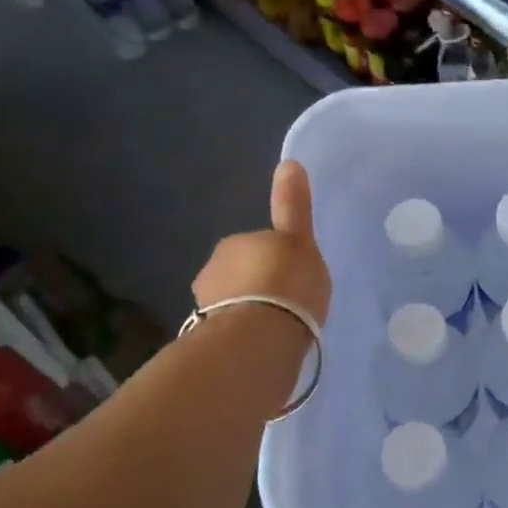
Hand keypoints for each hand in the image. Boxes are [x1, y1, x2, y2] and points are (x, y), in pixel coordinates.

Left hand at [193, 160, 331, 327]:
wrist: (260, 334)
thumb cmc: (287, 283)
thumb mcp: (300, 241)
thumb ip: (293, 206)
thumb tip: (289, 162)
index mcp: (237, 243)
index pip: (258, 245)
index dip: (275, 259)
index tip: (292, 276)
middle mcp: (215, 268)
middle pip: (242, 273)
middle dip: (259, 285)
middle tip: (287, 303)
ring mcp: (207, 304)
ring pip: (234, 302)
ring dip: (251, 310)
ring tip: (277, 328)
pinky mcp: (209, 337)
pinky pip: (233, 329)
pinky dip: (245, 333)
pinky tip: (263, 345)